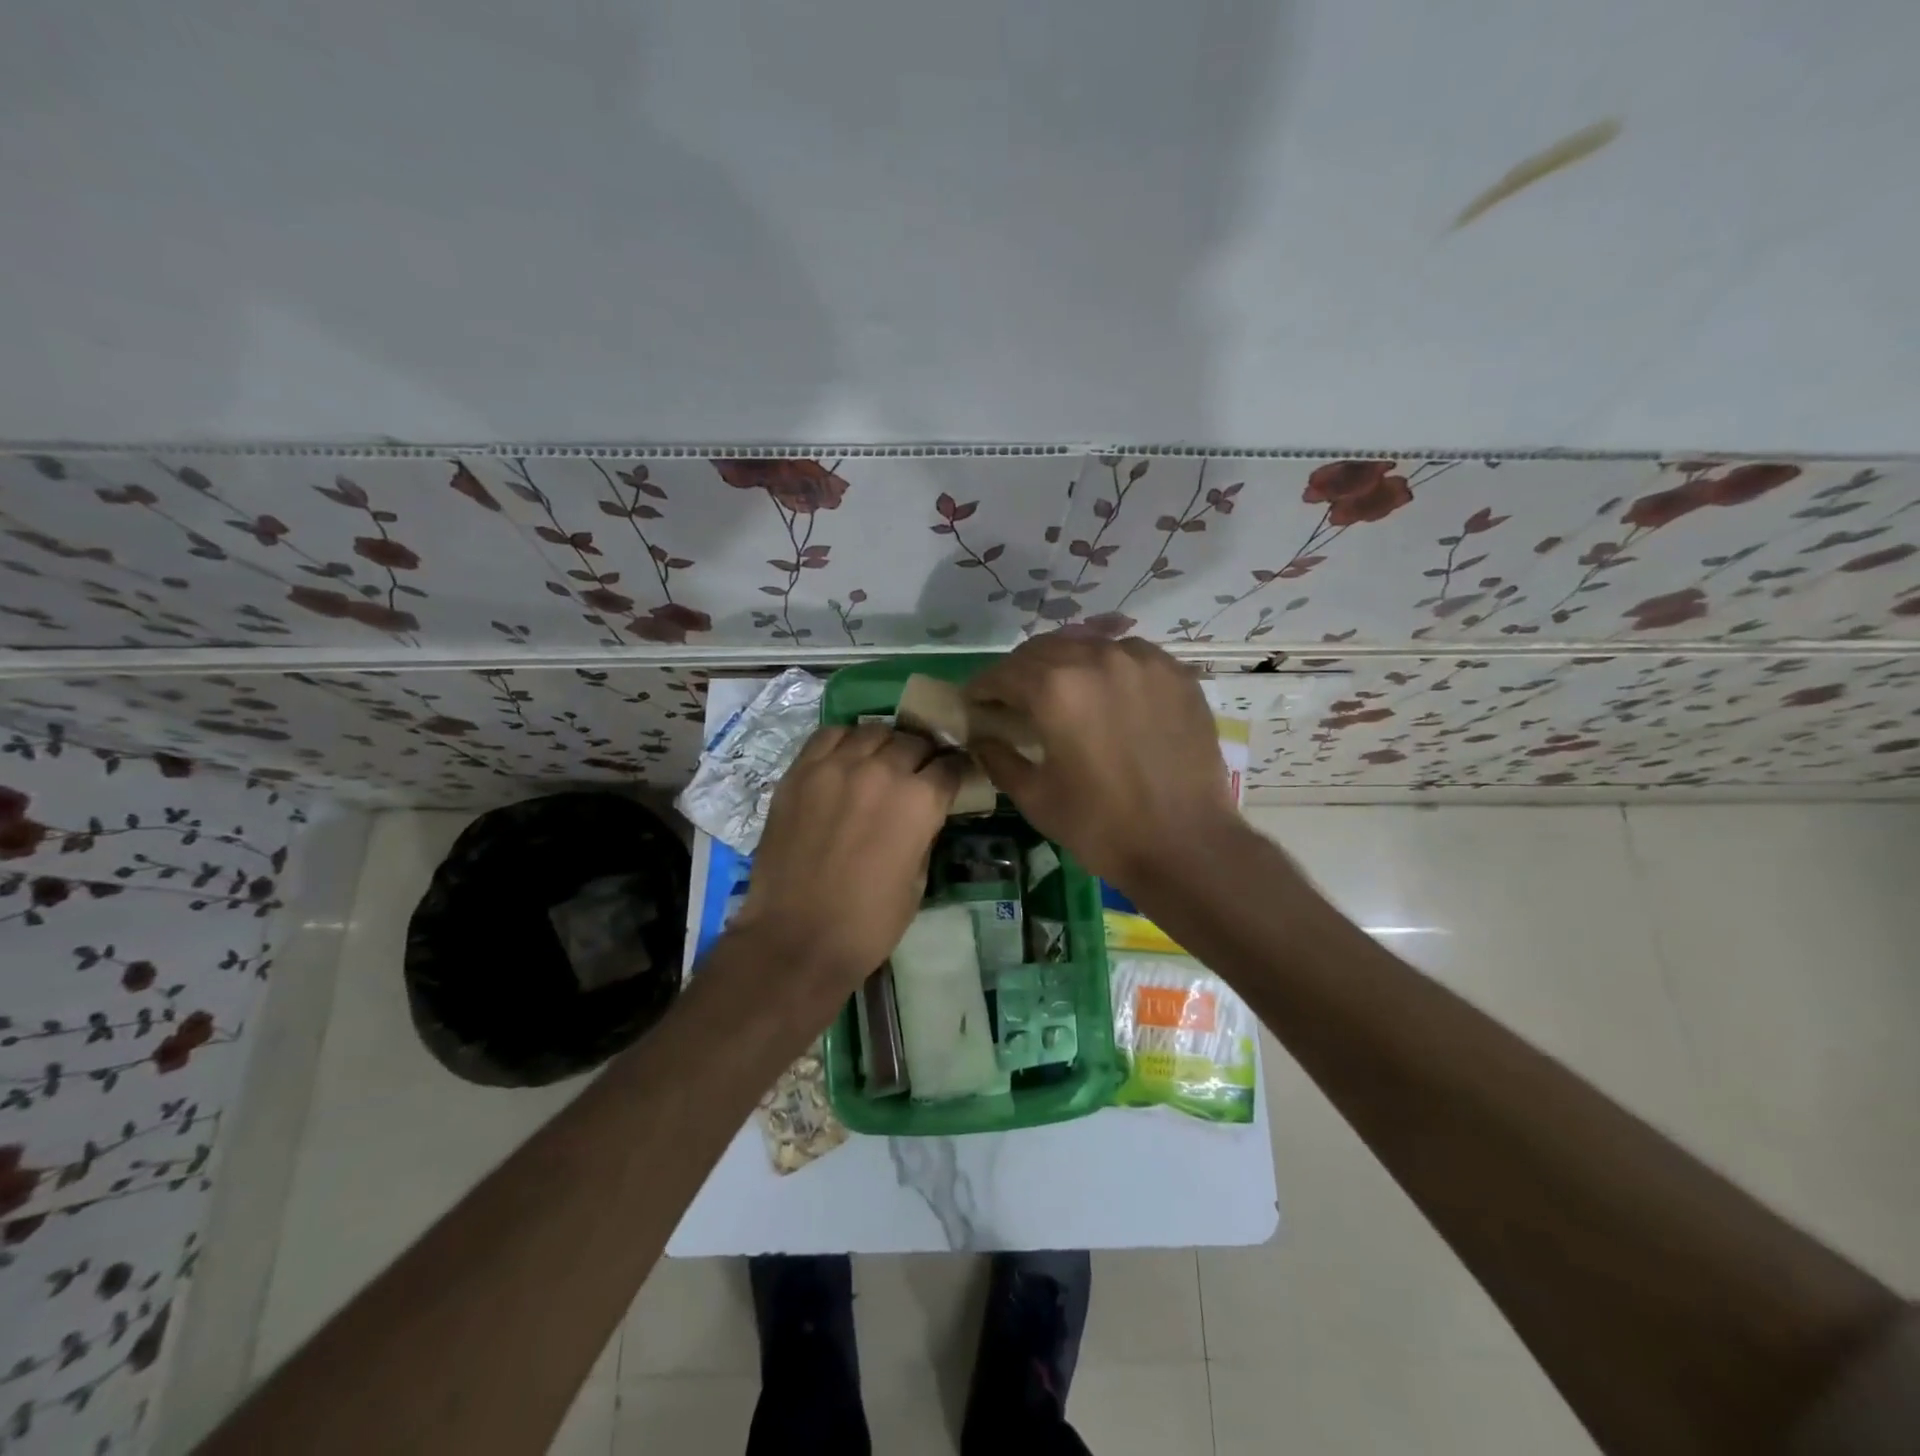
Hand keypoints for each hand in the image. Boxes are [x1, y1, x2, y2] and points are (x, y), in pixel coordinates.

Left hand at [734, 725, 963, 996]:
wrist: (796, 938)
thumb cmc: (868, 923)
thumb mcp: (918, 881)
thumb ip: (924, 833)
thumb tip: (923, 813)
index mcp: (919, 801)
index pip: (950, 765)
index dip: (956, 770)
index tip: (954, 776)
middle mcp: (881, 771)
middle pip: (913, 741)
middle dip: (923, 755)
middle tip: (918, 772)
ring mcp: (836, 766)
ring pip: (873, 731)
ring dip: (885, 744)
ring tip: (881, 761)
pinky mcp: (800, 772)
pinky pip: (829, 735)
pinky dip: (845, 741)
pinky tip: (846, 758)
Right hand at [966, 635, 1237, 889]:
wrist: (1186, 844)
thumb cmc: (1101, 826)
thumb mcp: (1035, 798)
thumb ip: (998, 759)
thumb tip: (980, 737)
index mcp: (1055, 689)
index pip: (1003, 673)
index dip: (982, 687)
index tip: (974, 702)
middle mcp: (1097, 659)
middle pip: (1042, 650)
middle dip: (1019, 671)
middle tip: (1012, 698)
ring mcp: (1142, 661)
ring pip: (1087, 644)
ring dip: (1063, 663)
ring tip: (1059, 690)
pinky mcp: (1175, 673)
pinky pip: (1128, 654)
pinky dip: (1106, 666)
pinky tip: (1106, 691)